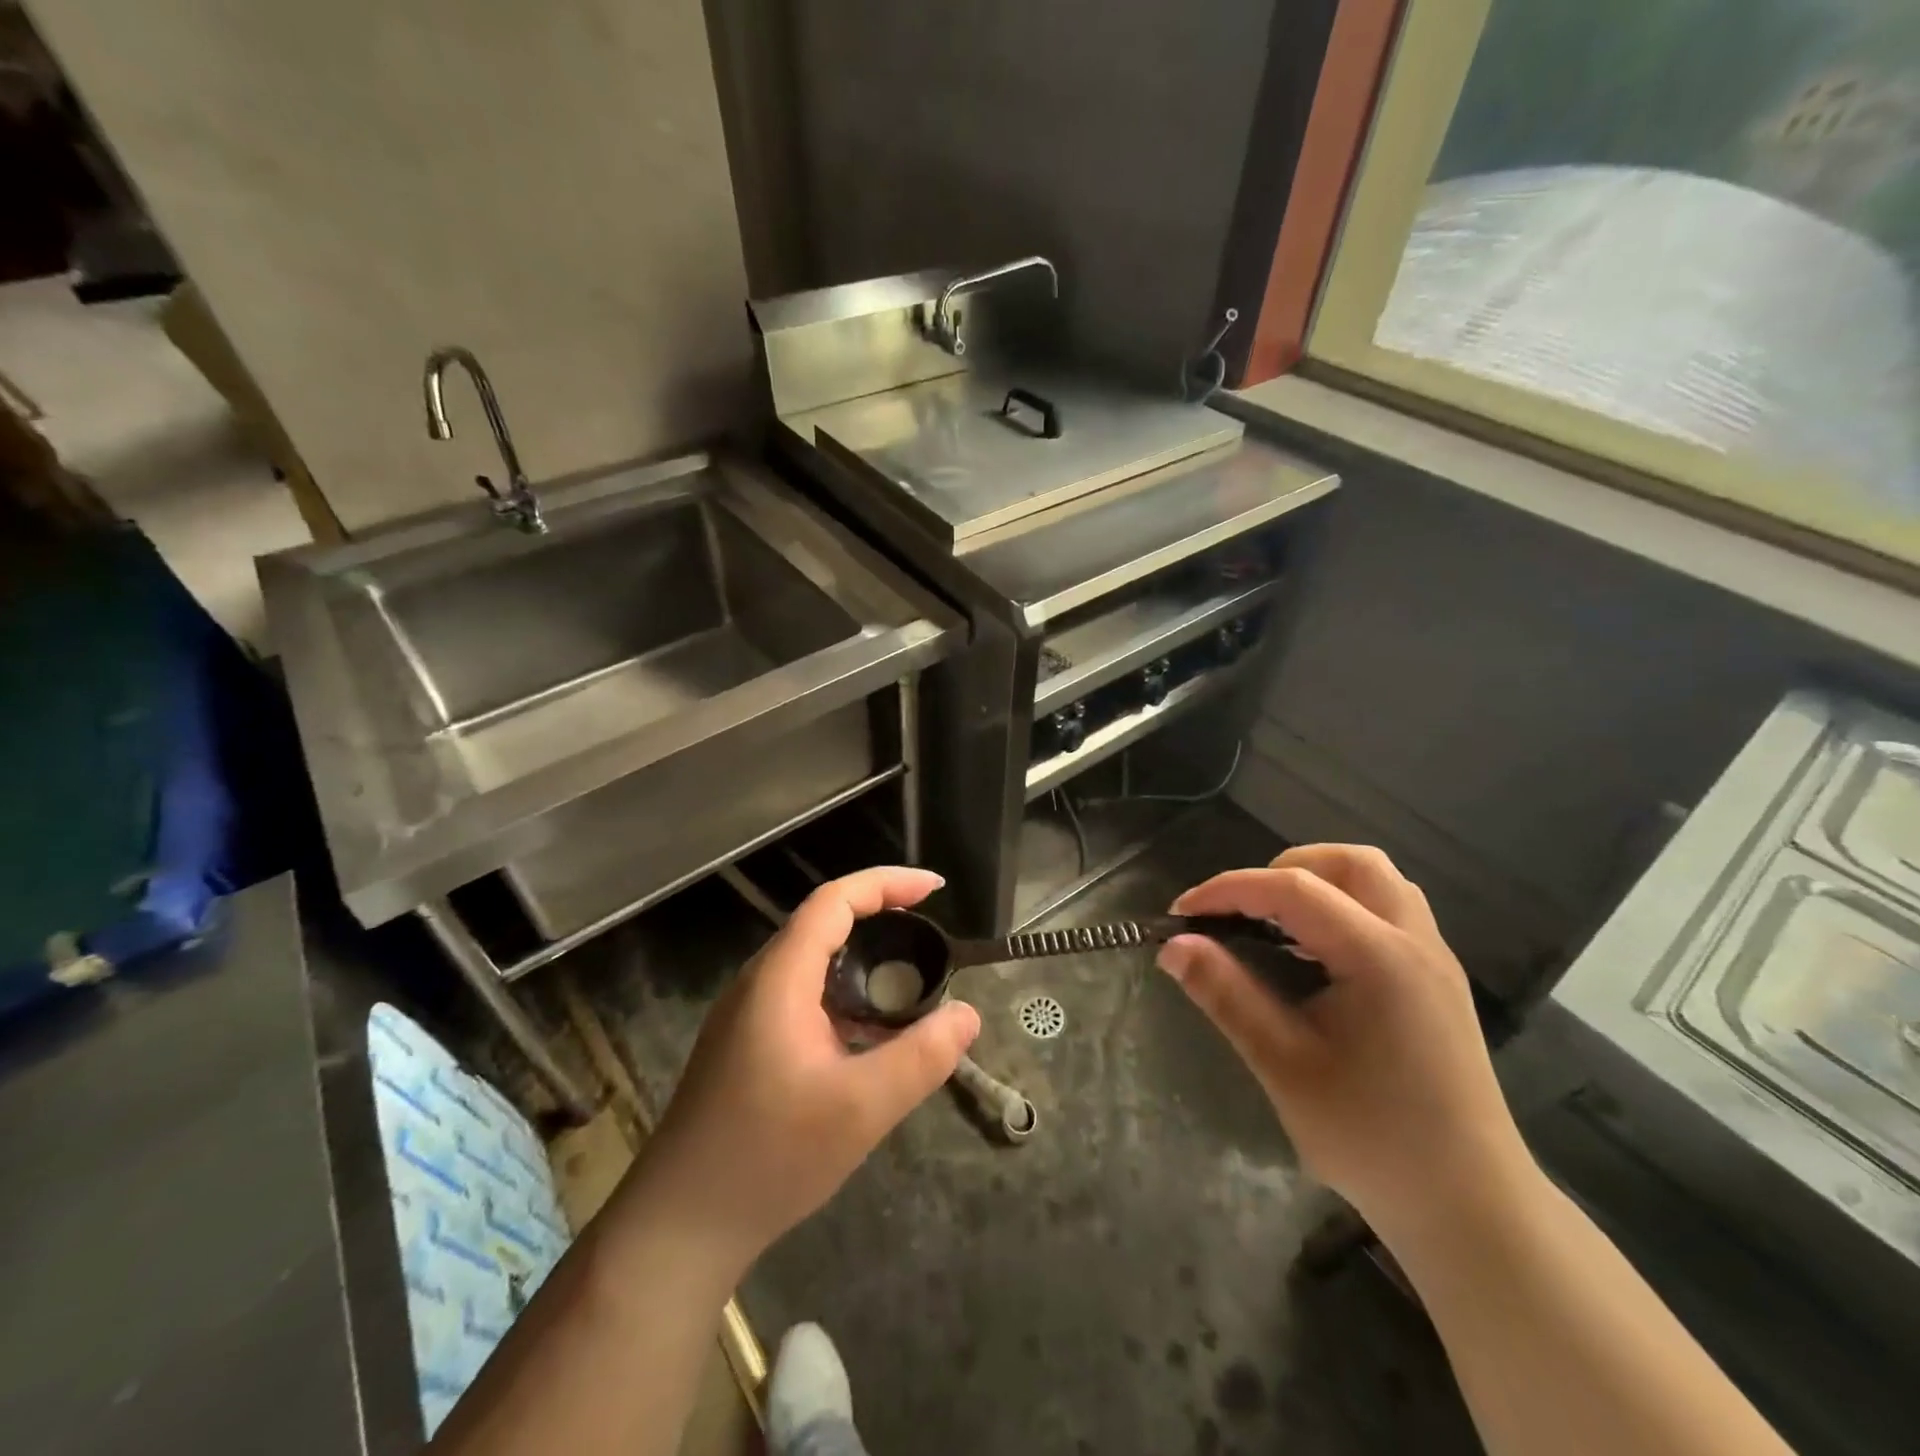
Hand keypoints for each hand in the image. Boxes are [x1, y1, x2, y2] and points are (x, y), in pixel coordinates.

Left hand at [628, 867, 980, 1266]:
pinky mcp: (746, 1045)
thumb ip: (921, 1058)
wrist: (678, 1227)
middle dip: (880, 916)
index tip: (935, 890)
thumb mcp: (860, 1110)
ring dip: (863, 961)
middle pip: (823, 924)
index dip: (887, 883)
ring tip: (911, 983)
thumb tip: (967, 1015)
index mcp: (780, 979)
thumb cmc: (768, 1158)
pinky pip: (804, 997)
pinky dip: (845, 996)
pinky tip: (869, 1036)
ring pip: (813, 963)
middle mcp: (759, 984)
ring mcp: (747, 1016)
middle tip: (931, 935)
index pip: (835, 901)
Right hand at [1159, 845, 1533, 1240]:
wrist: (1471, 1209)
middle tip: (1241, 910)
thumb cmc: (1373, 1138)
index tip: (1180, 914)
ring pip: (1377, 881)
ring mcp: (1434, 960)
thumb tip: (1173, 947)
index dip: (1228, 889)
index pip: (1293, 888)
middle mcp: (1414, 942)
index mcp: (1379, 956)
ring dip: (1318, 883)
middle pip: (1351, 862)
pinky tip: (1312, 954)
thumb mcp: (1283, 1065)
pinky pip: (1388, 911)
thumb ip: (1226, 995)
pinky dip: (1342, 908)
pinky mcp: (1437, 982)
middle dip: (1284, 869)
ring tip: (1273, 923)